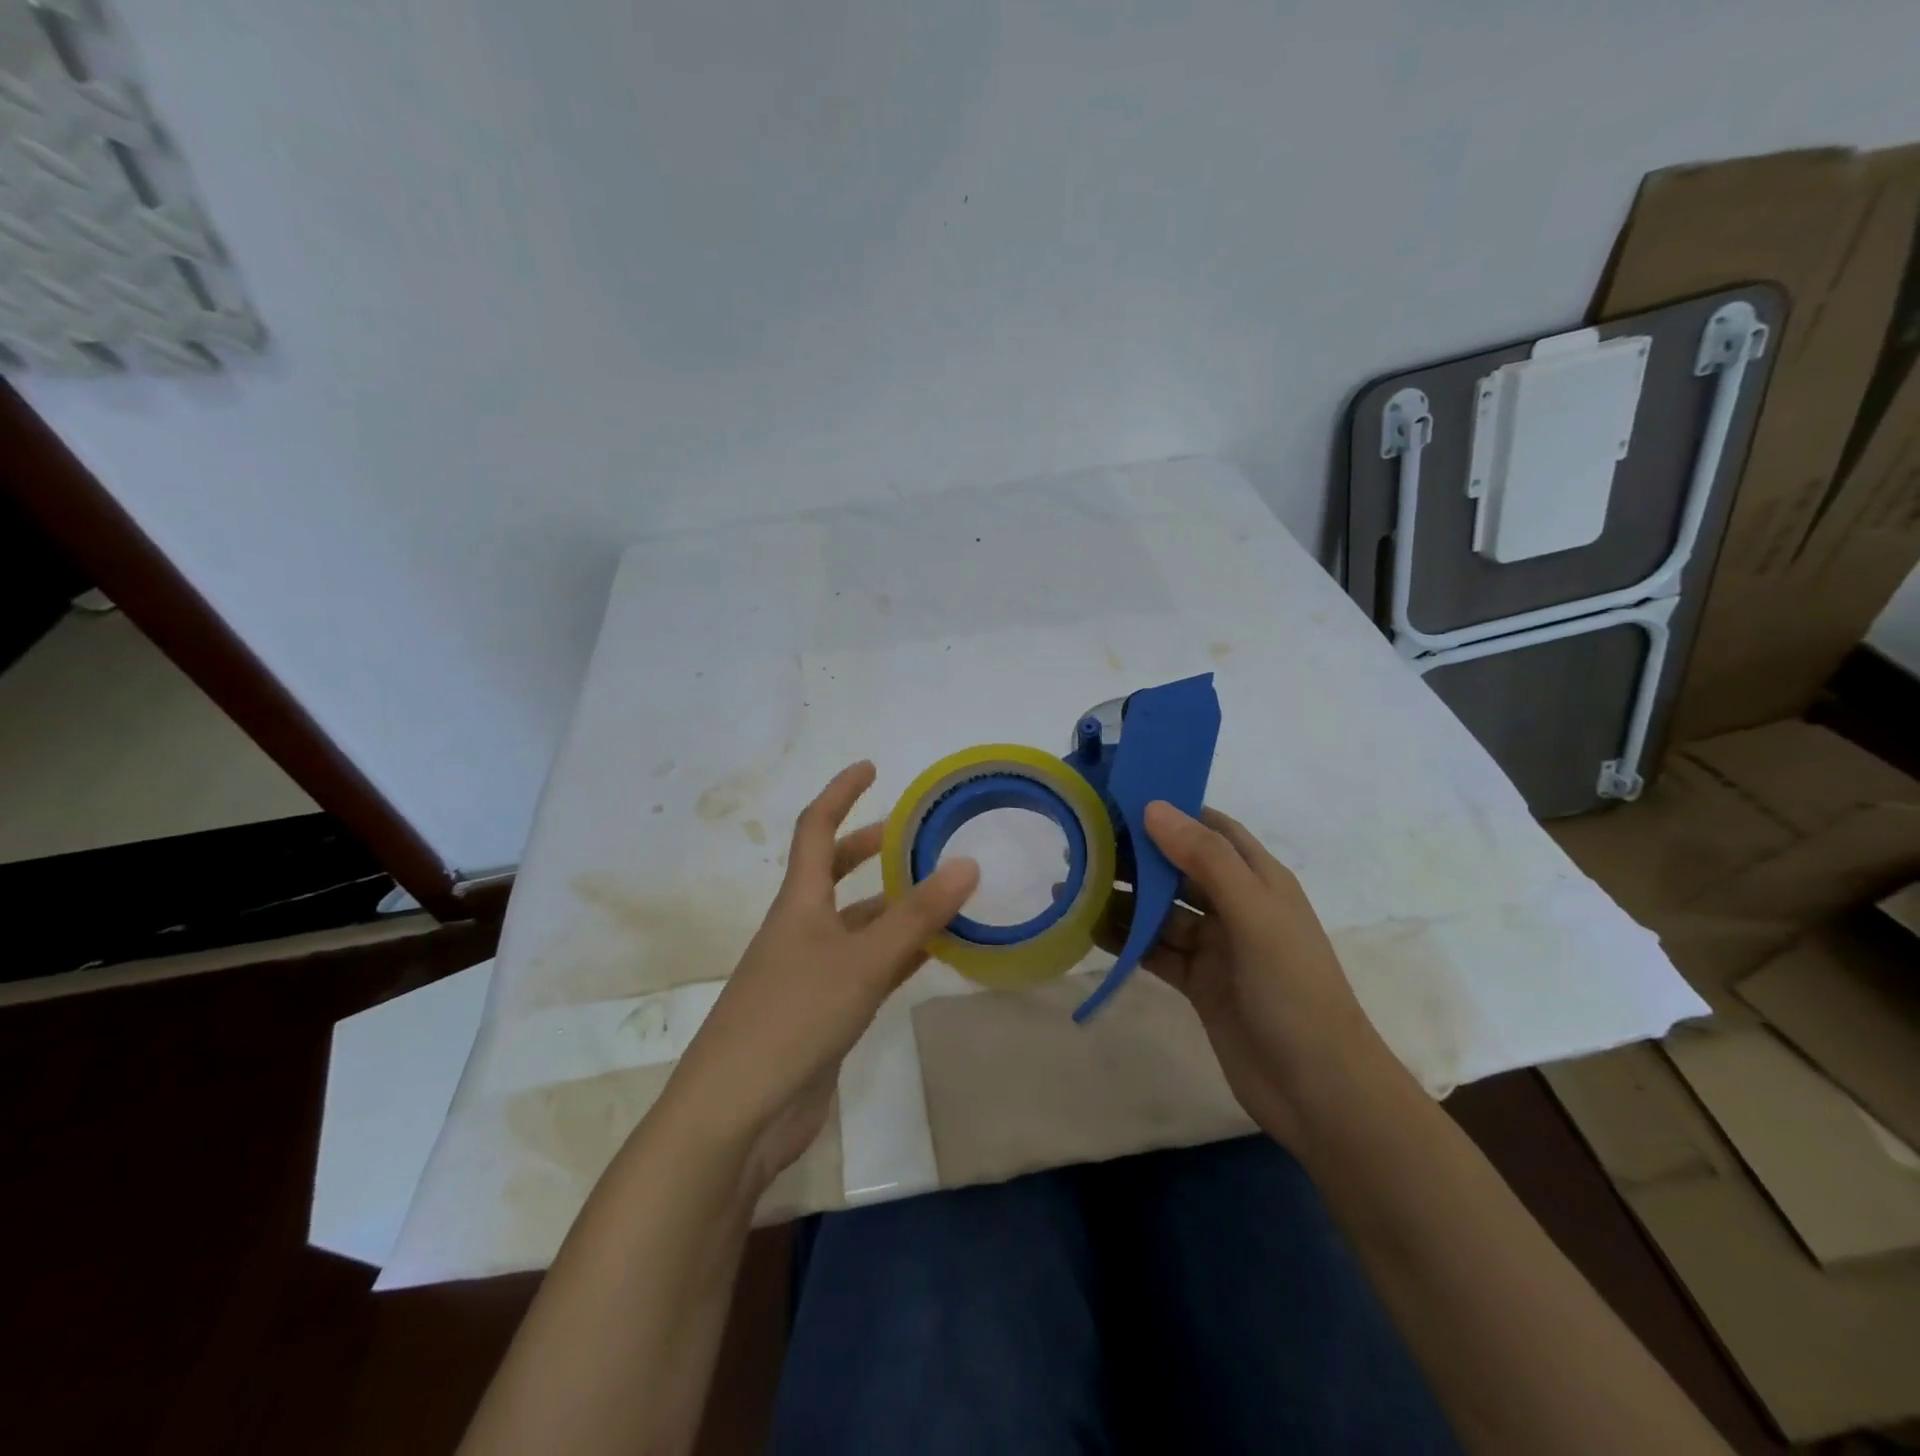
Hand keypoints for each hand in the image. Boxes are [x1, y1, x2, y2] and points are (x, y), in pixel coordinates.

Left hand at [660, 761, 978, 1196]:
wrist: (738, 1113)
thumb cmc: (792, 1018)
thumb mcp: (861, 961)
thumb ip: (917, 917)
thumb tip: (968, 864)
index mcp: (798, 904)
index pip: (815, 830)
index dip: (840, 794)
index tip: (871, 768)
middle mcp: (801, 930)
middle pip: (833, 874)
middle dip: (869, 848)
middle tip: (913, 835)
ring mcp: (810, 973)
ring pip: (857, 924)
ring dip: (892, 906)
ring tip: (940, 894)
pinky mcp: (822, 1013)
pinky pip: (866, 968)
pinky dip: (897, 955)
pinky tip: (930, 955)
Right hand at [1099, 801, 1389, 1147]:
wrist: (1319, 1091)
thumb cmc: (1293, 990)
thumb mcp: (1254, 915)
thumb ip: (1206, 860)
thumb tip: (1154, 807)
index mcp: (1259, 880)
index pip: (1212, 830)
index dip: (1172, 811)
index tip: (1121, 799)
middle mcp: (1236, 906)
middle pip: (1179, 869)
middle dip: (1136, 856)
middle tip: (1082, 844)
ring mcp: (1216, 947)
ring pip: (1161, 911)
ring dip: (1123, 899)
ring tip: (1074, 886)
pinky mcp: (1199, 983)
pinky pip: (1155, 950)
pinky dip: (1126, 940)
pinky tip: (1090, 930)